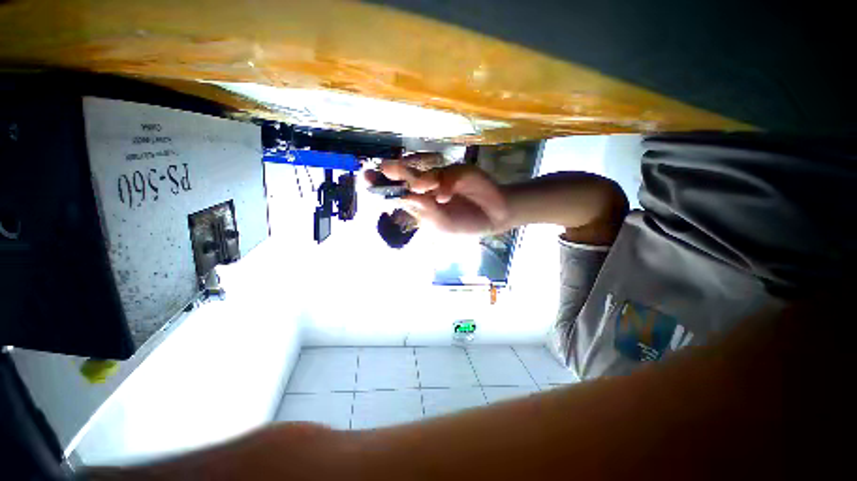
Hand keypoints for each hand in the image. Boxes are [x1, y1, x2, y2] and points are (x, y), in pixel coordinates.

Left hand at [370, 159, 509, 233]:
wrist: (494, 217)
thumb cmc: (465, 225)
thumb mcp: (441, 225)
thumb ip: (424, 212)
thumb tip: (405, 197)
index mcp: (420, 202)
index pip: (397, 192)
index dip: (382, 185)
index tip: (367, 179)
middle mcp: (428, 187)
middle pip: (407, 176)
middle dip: (396, 172)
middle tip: (386, 170)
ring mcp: (443, 178)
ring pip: (424, 172)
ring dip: (419, 178)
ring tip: (421, 187)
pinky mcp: (458, 171)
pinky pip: (447, 175)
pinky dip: (444, 186)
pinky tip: (445, 197)